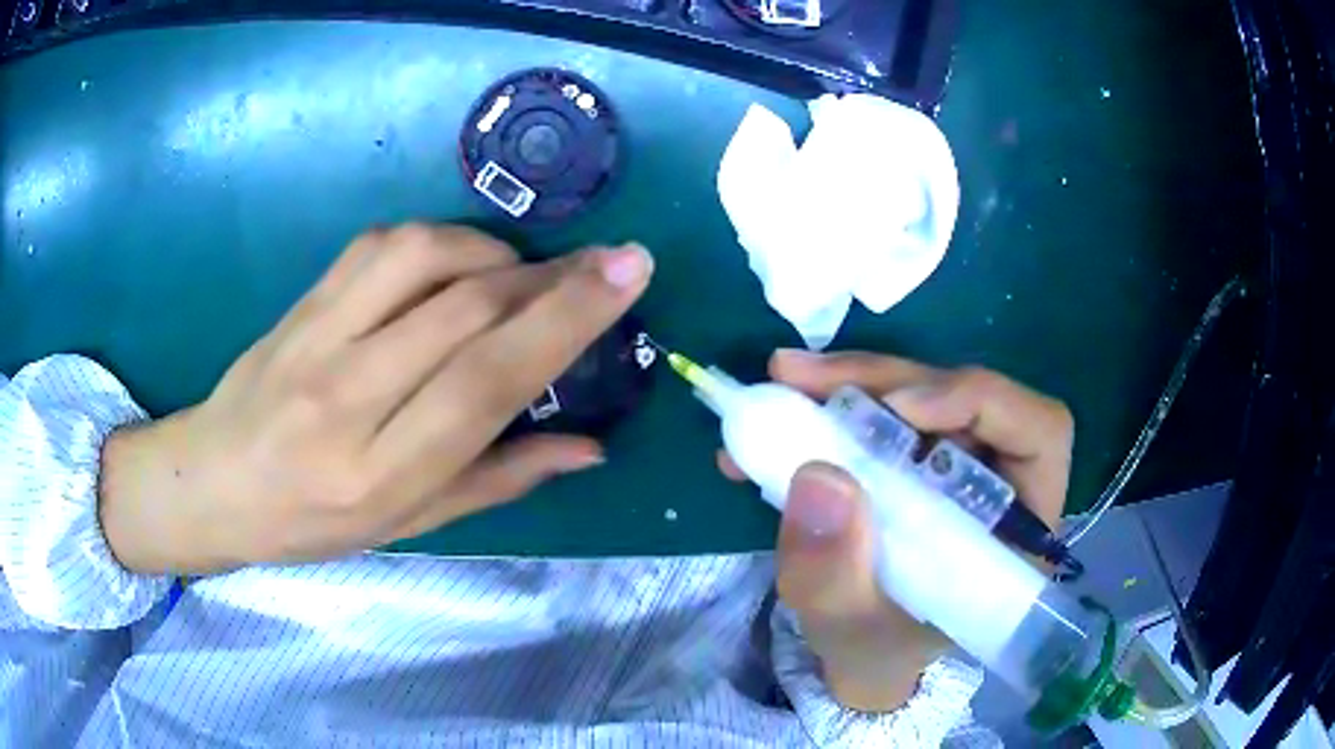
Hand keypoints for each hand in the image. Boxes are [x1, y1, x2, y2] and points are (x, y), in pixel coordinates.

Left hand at [99, 224, 652, 574]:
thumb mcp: (409, 524)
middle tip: (606, 263)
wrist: (216, 480)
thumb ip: (500, 479)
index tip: (626, 273)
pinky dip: (442, 240)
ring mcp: (317, 338)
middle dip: (553, 276)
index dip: (565, 321)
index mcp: (381, 472)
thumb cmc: (314, 523)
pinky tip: (460, 261)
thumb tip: (590, 447)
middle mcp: (347, 397)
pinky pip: (383, 244)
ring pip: (426, 258)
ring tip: (525, 275)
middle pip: (465, 310)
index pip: (486, 383)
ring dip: (497, 253)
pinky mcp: (303, 300)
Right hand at [719, 349, 1071, 711]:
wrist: (863, 651)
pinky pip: (885, 409)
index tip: (901, 409)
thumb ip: (833, 575)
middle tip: (801, 379)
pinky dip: (832, 404)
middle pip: (966, 398)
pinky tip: (784, 408)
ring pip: (921, 393)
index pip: (1039, 432)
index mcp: (1018, 529)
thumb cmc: (876, 649)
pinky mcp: (920, 455)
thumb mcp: (846, 629)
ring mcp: (959, 462)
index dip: (979, 401)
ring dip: (851, 384)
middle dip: (885, 381)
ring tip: (782, 384)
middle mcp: (1000, 480)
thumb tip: (820, 475)